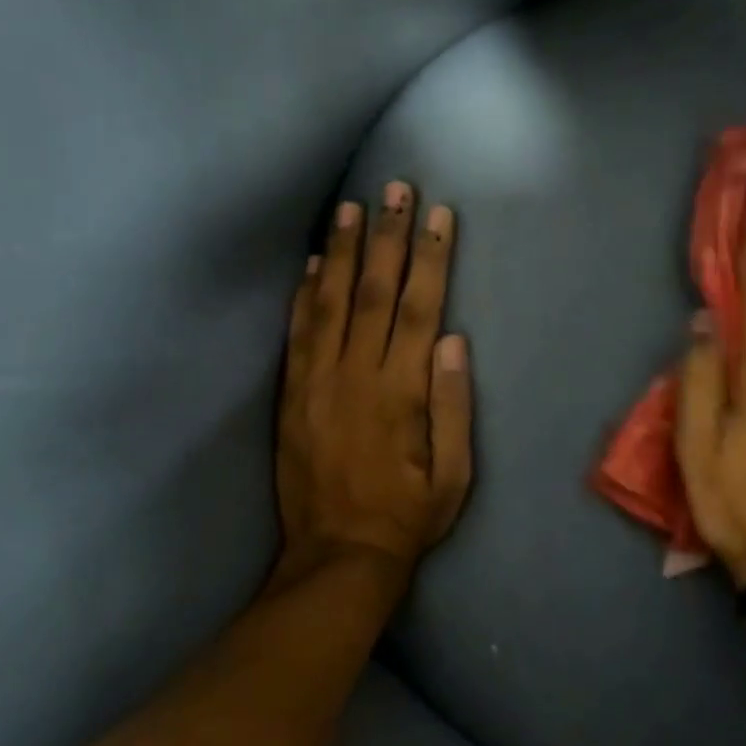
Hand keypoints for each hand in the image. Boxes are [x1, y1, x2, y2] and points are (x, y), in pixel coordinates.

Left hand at [276, 182, 472, 585]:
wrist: (338, 556)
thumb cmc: (407, 516)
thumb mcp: (453, 474)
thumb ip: (453, 405)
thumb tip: (453, 340)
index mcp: (401, 392)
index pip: (419, 308)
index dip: (431, 258)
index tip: (438, 216)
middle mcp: (356, 375)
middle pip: (373, 291)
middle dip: (387, 236)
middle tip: (394, 189)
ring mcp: (317, 382)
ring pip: (329, 302)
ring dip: (342, 250)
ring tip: (350, 206)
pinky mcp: (291, 395)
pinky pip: (297, 333)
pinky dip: (303, 293)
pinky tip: (311, 262)